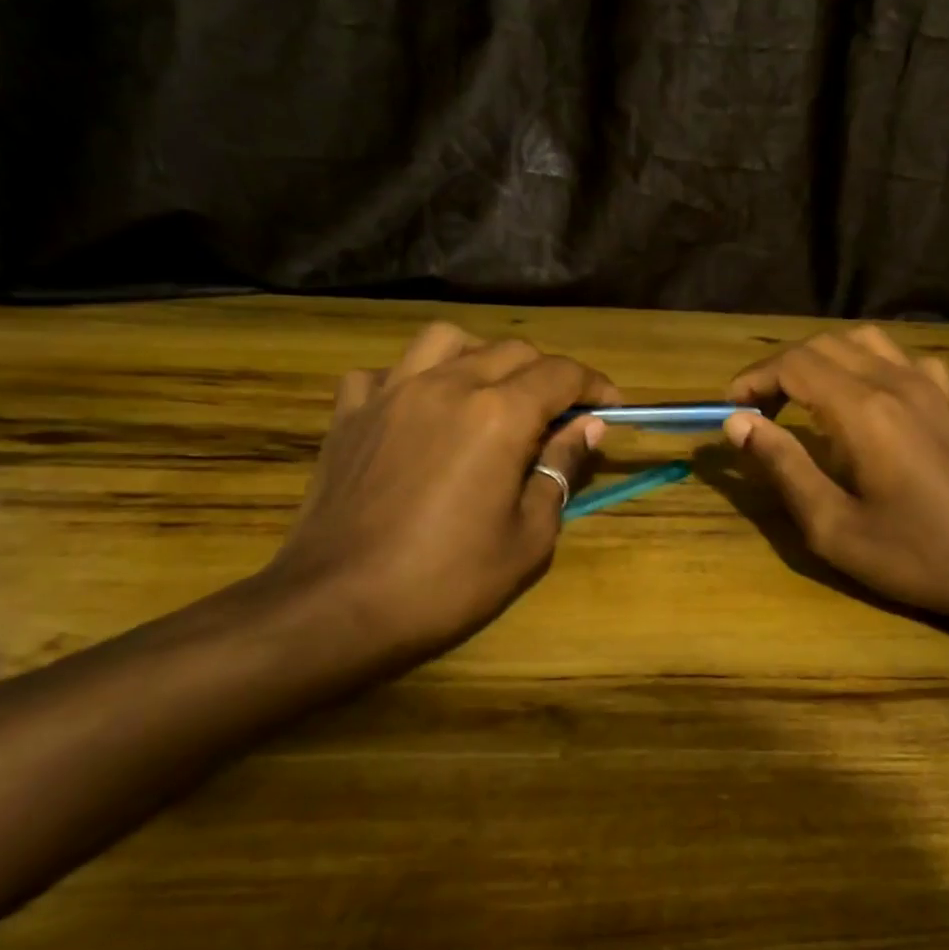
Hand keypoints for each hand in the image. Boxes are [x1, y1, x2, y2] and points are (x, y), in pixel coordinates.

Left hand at [260, 323, 616, 662]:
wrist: (337, 608)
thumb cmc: (447, 582)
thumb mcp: (528, 536)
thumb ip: (560, 469)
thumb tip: (589, 427)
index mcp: (498, 415)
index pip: (561, 374)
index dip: (595, 385)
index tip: (610, 407)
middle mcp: (447, 386)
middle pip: (512, 351)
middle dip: (547, 374)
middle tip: (558, 416)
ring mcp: (391, 393)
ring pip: (446, 340)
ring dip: (480, 358)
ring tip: (489, 394)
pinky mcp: (349, 414)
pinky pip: (384, 372)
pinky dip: (410, 379)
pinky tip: (418, 411)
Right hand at [725, 326, 948, 632]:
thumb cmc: (915, 556)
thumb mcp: (833, 527)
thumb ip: (784, 467)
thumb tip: (738, 424)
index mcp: (863, 411)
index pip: (793, 365)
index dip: (753, 380)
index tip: (730, 409)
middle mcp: (895, 382)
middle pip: (823, 345)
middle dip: (780, 369)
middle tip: (758, 412)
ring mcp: (929, 387)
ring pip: (862, 341)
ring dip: (822, 359)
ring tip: (802, 398)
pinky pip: (902, 358)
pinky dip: (870, 363)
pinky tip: (867, 396)